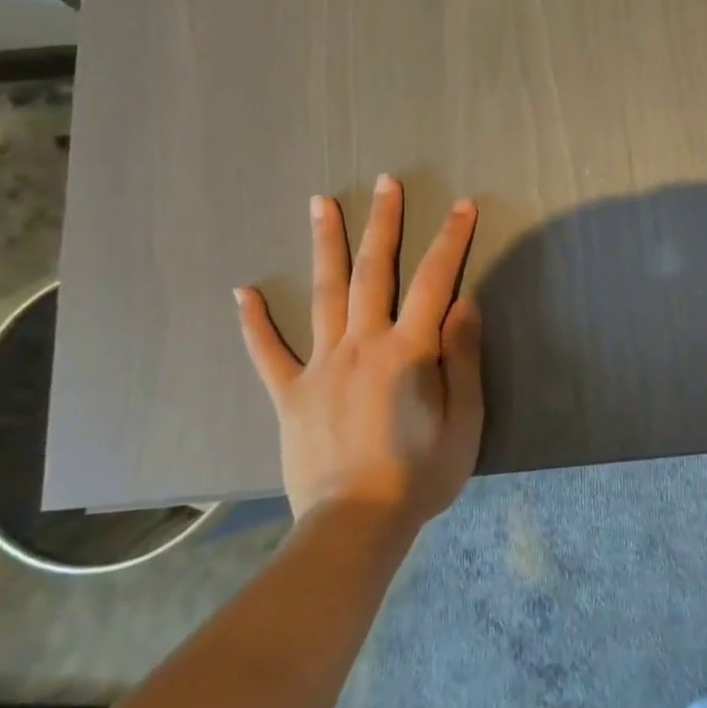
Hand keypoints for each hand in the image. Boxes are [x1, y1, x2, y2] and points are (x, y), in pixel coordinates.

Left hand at [235, 176, 483, 524]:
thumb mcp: (464, 420)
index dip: (451, 240)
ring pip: (323, 294)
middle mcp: (361, 345)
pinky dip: (254, 322)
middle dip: (383, 222)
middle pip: (373, 271)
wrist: (355, 526)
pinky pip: (268, 352)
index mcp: (408, 351)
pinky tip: (242, 291)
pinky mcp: (290, 394)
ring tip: (320, 202)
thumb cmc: (420, 475)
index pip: (434, 281)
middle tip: (385, 182)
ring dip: (324, 245)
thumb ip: (462, 357)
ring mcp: (320, 366)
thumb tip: (462, 301)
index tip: (463, 205)